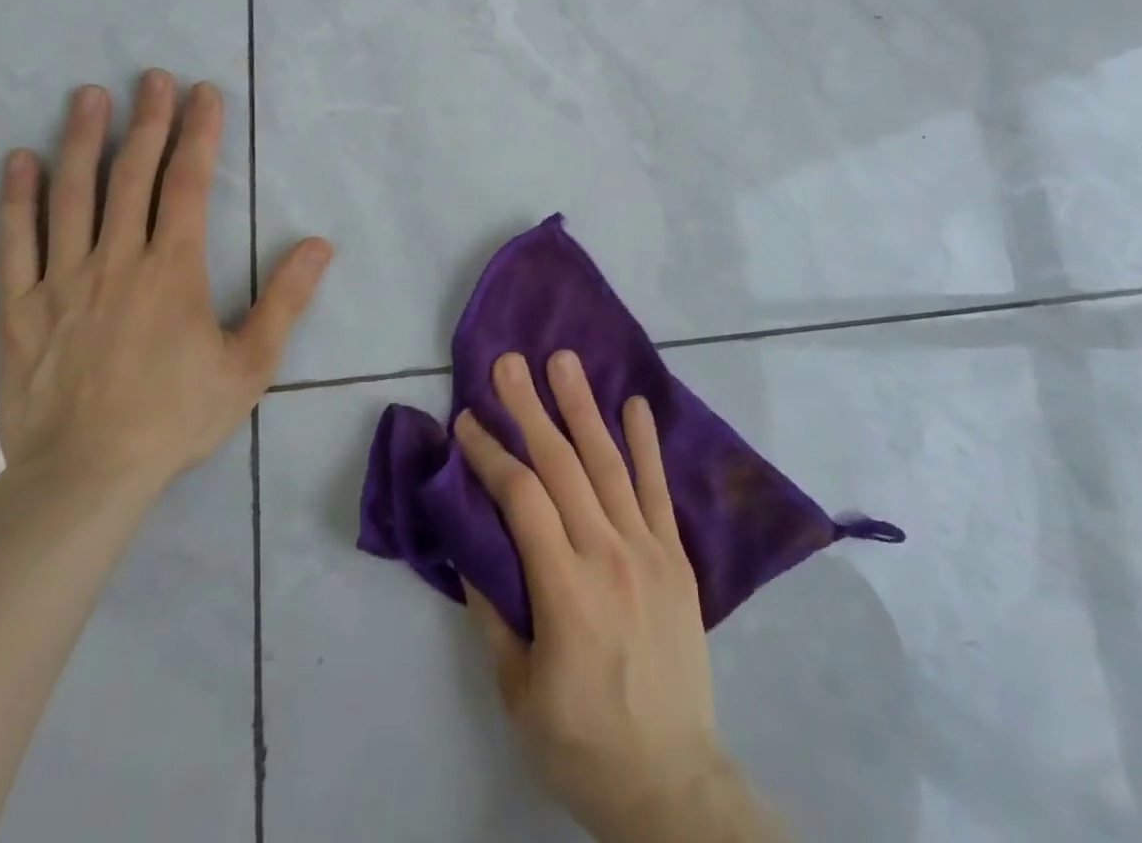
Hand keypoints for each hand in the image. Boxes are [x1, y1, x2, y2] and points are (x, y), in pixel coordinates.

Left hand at [0, 71, 331, 495]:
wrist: (86, 477)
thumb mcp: (250, 364)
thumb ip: (285, 299)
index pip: (188, 183)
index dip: (198, 133)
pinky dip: (16, 198)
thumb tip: (318, 244)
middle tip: (152, 77)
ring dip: (81, 140)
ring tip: (88, 97)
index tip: (203, 92)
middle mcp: (117, 260)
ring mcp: (62, 280)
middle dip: (147, 121)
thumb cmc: (176, 417)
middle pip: (131, 175)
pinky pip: (15, 242)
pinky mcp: (21, 308)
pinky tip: (19, 161)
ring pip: (71, 195)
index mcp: (173, 269)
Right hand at [455, 351, 784, 842]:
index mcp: (564, 589)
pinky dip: (646, 443)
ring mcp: (648, 549)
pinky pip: (658, 488)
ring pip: (609, 463)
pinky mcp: (676, 555)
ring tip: (563, 361)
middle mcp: (607, 554)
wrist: (673, 780)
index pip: (520, 498)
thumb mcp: (517, 690)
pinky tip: (635, 405)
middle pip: (563, 465)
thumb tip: (469, 542)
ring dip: (582, 407)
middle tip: (509, 362)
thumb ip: (493, 609)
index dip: (490, 454)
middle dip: (530, 408)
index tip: (465, 420)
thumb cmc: (582, 740)